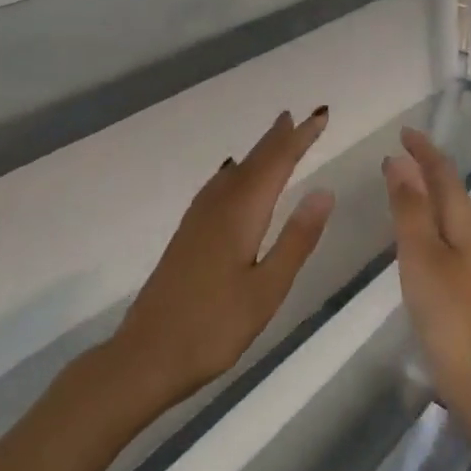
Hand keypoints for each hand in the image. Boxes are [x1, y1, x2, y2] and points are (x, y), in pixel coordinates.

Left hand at [108, 109, 334, 406]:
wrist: (146, 355)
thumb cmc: (214, 327)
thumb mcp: (267, 289)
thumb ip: (296, 239)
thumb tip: (324, 190)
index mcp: (241, 215)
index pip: (276, 164)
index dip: (299, 139)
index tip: (320, 116)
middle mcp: (217, 207)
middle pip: (253, 162)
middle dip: (278, 139)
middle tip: (299, 116)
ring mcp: (197, 220)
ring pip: (234, 173)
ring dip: (257, 152)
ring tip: (274, 136)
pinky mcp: (187, 236)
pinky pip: (218, 187)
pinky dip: (235, 172)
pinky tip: (232, 178)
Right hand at [382, 127, 470, 407]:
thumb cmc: (447, 309)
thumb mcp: (421, 253)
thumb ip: (409, 207)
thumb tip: (400, 161)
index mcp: (463, 219)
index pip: (443, 172)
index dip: (424, 150)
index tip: (403, 132)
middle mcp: (470, 232)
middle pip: (449, 188)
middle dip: (427, 166)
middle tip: (399, 152)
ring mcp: (469, 259)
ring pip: (447, 211)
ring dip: (426, 191)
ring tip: (402, 181)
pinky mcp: (462, 281)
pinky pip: (442, 233)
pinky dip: (426, 218)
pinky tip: (414, 233)